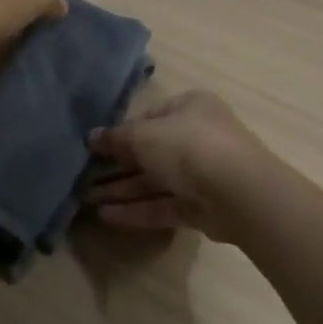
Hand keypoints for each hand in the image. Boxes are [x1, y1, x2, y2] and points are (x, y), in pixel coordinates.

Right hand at [83, 90, 275, 242]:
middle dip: (116, 166)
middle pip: (150, 151)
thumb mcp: (145, 135)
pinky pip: (164, 205)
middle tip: (83, 178)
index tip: (92, 148)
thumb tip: (92, 137)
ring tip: (85, 200)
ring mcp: (202, 174)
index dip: (120, 132)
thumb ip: (117, 138)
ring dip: (121, 190)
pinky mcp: (203, 207)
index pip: (148, 117)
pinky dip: (137, 209)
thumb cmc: (189, 146)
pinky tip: (106, 216)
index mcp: (189, 107)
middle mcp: (197, 136)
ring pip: (155, 181)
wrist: (240, 193)